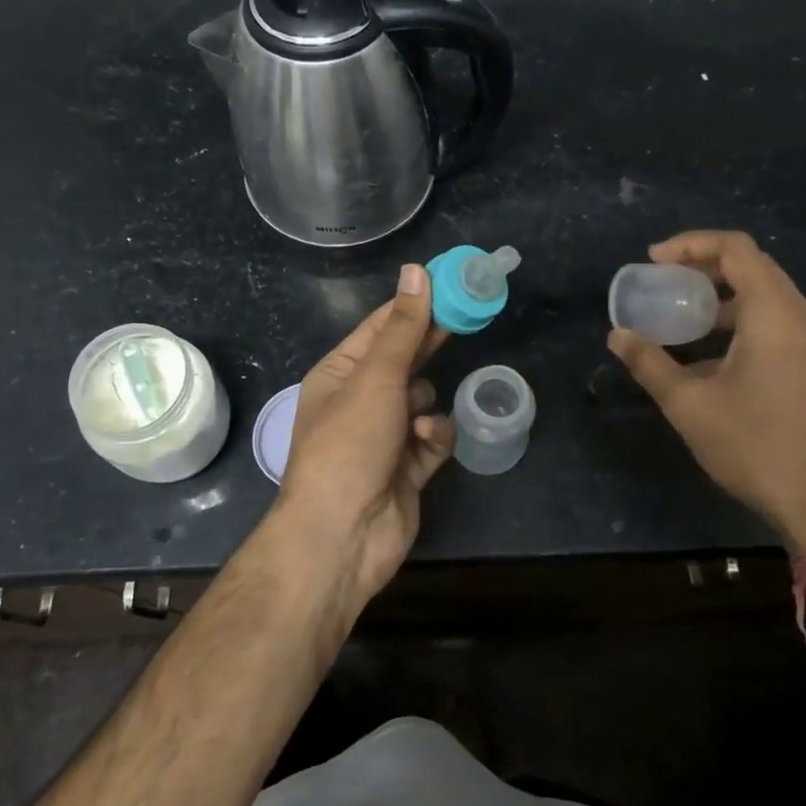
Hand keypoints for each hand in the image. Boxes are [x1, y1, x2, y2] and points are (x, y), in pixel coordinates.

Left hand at [269, 264, 452, 607]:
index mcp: (339, 374)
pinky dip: (433, 438)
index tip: (451, 283)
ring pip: (422, 400)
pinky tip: (426, 443)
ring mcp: (383, 436)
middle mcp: (359, 401)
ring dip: (426, 404)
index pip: (380, 327)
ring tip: (417, 417)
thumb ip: (403, 327)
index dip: (414, 304)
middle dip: (429, 347)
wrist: (344, 535)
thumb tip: (416, 271)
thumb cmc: (350, 443)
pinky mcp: (407, 468)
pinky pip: (432, 438)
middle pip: (404, 361)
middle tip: (466, 320)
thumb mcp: (376, 377)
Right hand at [608, 230, 805, 552]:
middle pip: (754, 267)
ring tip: (684, 317)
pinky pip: (779, 325)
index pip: (736, 249)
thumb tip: (617, 336)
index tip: (654, 260)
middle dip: (704, 267)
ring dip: (724, 297)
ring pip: (768, 298)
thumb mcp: (690, 406)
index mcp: (775, 315)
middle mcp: (803, 319)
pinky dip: (742, 322)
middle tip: (665, 281)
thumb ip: (650, 364)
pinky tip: (712, 357)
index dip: (691, 244)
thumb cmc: (756, 447)